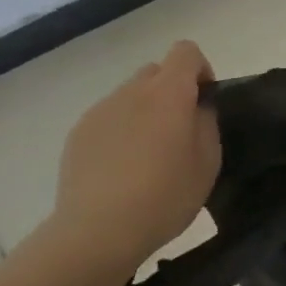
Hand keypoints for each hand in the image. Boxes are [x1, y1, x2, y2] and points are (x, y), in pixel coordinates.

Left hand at [49, 40, 218, 273]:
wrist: (96, 233)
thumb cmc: (163, 196)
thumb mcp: (207, 163)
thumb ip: (207, 123)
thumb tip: (197, 108)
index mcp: (168, 92)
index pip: (186, 51)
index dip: (199, 69)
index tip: (203, 101)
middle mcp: (133, 91)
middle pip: (156, 72)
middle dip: (170, 91)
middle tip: (176, 132)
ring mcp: (101, 110)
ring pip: (130, 96)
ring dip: (143, 112)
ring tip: (144, 157)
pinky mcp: (78, 134)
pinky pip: (107, 119)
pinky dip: (118, 132)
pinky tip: (118, 171)